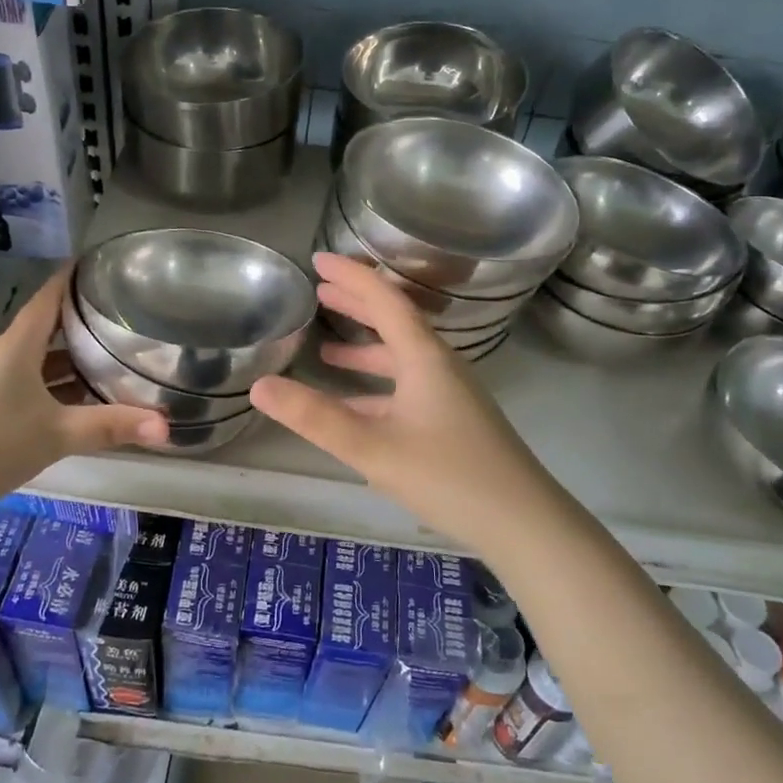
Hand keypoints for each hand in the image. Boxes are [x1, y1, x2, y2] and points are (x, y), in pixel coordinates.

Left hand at [0, 267, 166, 506]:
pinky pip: (27, 385)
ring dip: (70, 361)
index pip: (48, 298)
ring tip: (111, 360)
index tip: (100, 265)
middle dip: (82, 324)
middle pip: (46, 330)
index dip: (72, 279)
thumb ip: (111, 427)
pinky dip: (55, 387)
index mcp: (17, 347)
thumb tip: (167, 426)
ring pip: (37, 361)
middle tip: (125, 319)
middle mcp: (2, 357)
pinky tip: (77, 404)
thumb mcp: (56, 434)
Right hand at [250, 253, 567, 554]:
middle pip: (395, 321)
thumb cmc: (449, 476)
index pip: (384, 300)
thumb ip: (315, 418)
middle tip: (320, 291)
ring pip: (401, 357)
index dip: (351, 276)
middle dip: (357, 304)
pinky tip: (354, 403)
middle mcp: (439, 366)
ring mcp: (450, 394)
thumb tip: (259, 386)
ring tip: (326, 347)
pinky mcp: (453, 420)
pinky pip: (407, 387)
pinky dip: (377, 385)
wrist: (523, 522)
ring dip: (366, 346)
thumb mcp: (373, 448)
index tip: (318, 260)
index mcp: (424, 357)